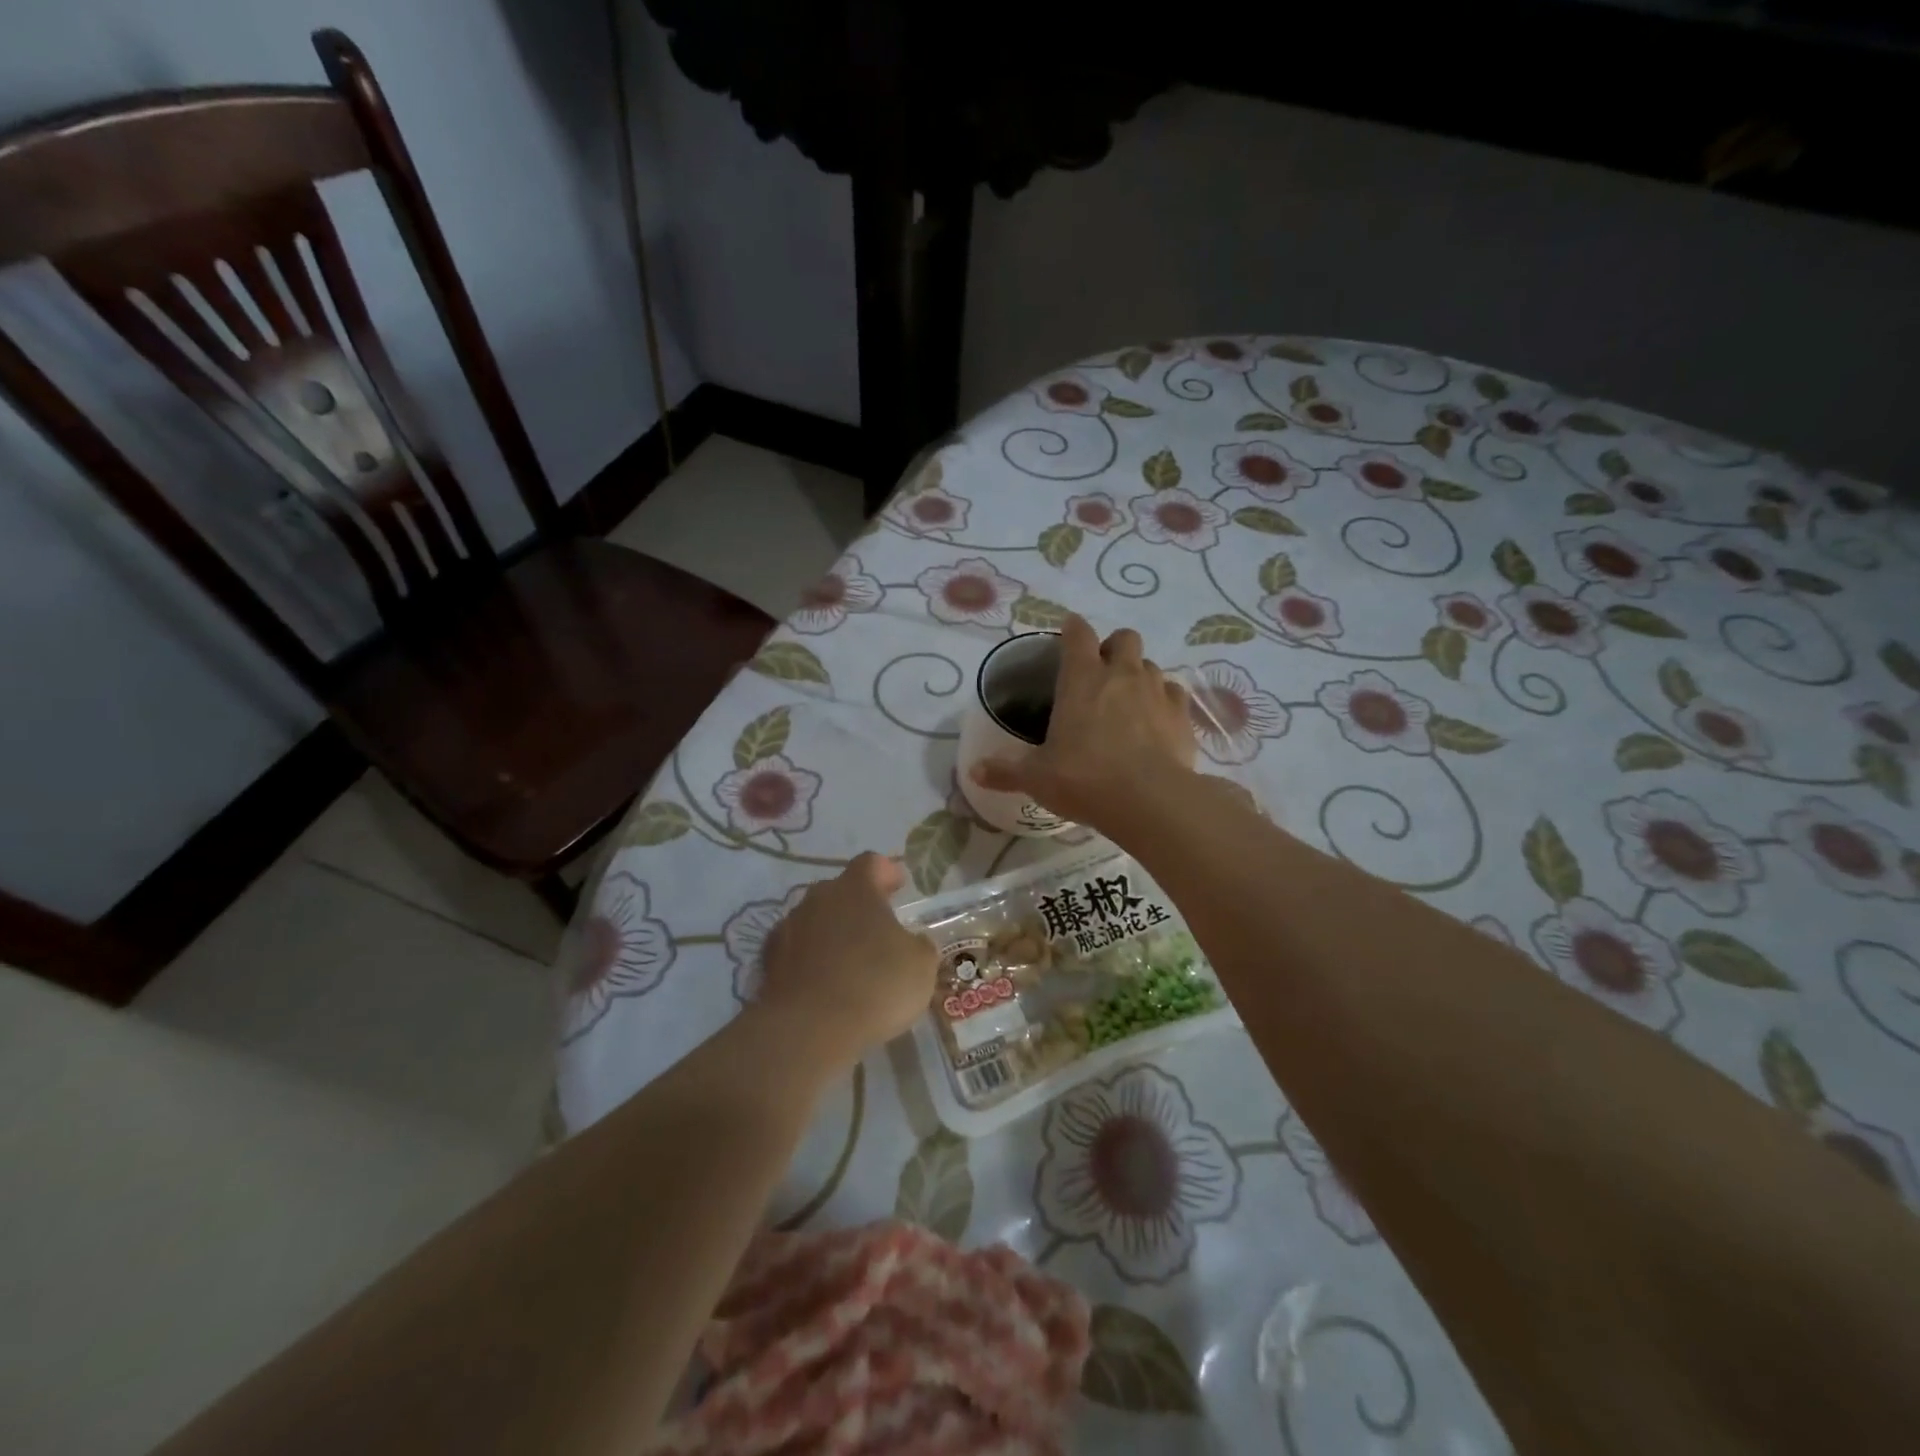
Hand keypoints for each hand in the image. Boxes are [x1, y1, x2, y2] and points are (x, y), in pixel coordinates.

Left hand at [757, 852, 938, 1068]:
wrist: (808, 1029)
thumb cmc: (874, 985)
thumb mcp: (920, 965)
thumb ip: (918, 944)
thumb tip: (911, 941)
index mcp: (856, 888)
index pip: (871, 863)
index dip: (887, 872)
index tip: (899, 885)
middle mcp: (818, 898)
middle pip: (840, 890)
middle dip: (858, 904)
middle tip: (877, 927)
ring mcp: (788, 928)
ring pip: (816, 920)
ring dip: (832, 932)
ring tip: (850, 960)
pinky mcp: (768, 962)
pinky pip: (796, 950)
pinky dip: (810, 960)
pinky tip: (823, 983)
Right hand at [972, 614, 1196, 833]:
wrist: (1149, 800)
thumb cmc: (1084, 779)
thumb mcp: (1036, 778)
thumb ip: (1006, 770)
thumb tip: (975, 771)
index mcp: (1081, 678)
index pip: (1077, 633)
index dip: (1072, 628)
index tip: (1068, 633)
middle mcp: (1122, 674)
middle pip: (1125, 638)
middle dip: (1114, 647)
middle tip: (1102, 671)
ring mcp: (1157, 691)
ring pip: (1151, 664)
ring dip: (1139, 674)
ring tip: (1129, 700)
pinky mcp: (1183, 715)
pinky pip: (1175, 693)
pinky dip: (1165, 700)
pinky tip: (1158, 720)